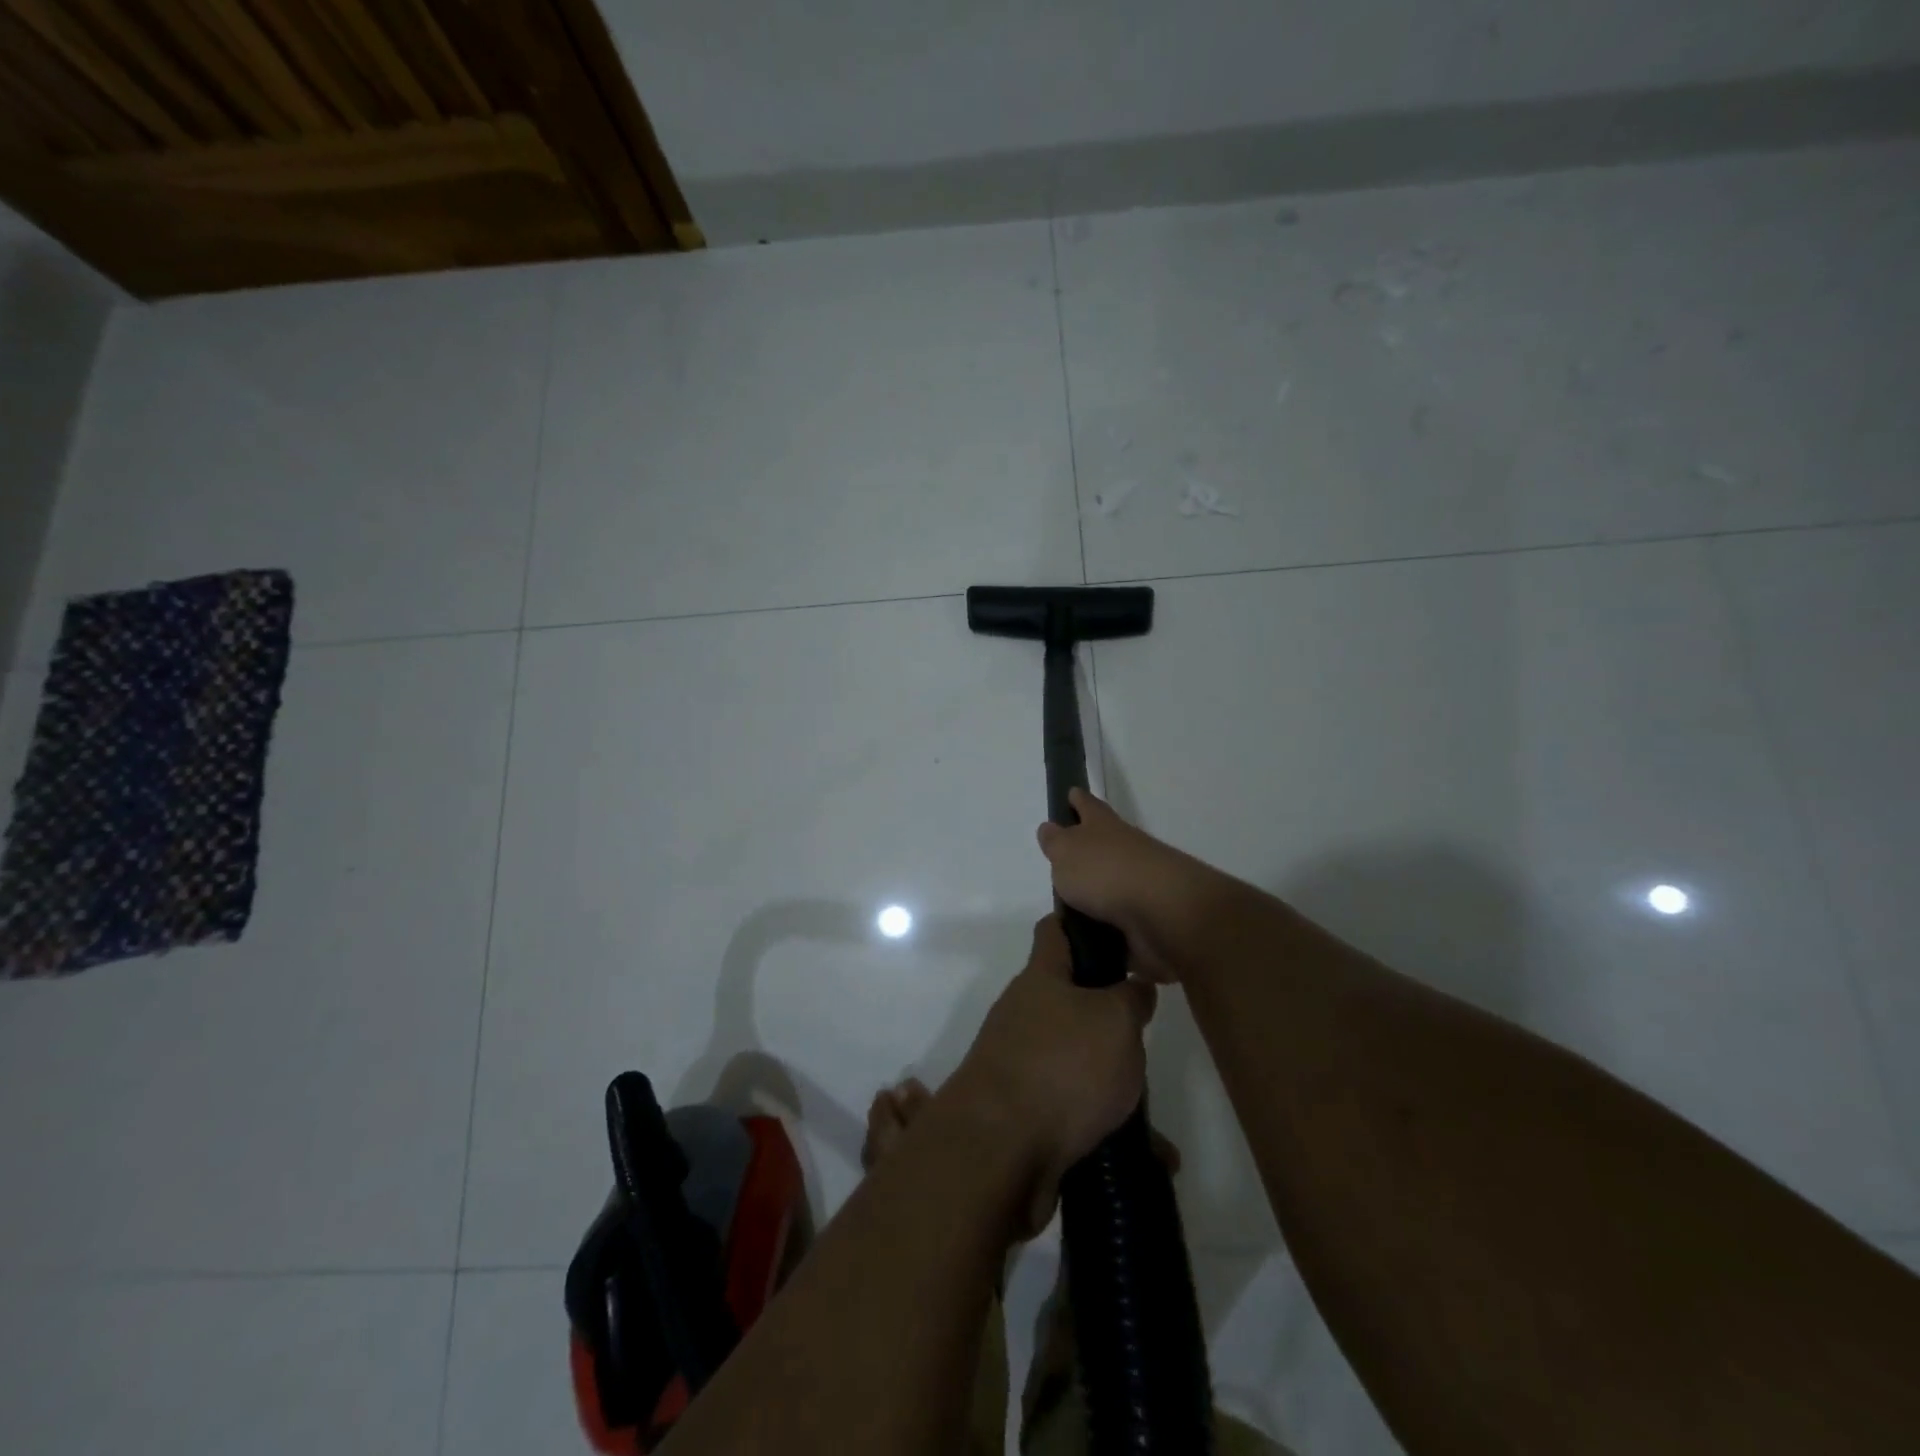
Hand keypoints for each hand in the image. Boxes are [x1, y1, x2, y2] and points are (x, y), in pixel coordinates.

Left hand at [950, 914, 1156, 1235]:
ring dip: (1112, 1082)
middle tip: (1145, 1033)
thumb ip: (1131, 998)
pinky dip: (1108, 1127)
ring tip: (1155, 1109)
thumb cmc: (1062, 1066)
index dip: (1082, 924)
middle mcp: (1024, 1014)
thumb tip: (1134, 987)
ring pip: (1076, 1061)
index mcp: (1041, 978)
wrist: (1001, 1151)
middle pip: (1069, 1000)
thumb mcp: (1115, 1020)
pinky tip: (1151, 1156)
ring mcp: (1020, 1063)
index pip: (1055, 931)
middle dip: (1108, 1017)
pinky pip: (1074, 1111)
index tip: (1118, 932)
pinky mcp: (1024, 1113)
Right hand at [1036, 788, 1211, 982]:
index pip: (1088, 805)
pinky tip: (1089, 937)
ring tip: (1069, 908)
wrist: (1163, 913)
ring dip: (1097, 892)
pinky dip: (1108, 927)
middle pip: (1104, 843)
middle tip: (1064, 859)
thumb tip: (1050, 828)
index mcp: (1104, 826)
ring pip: (1113, 882)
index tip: (1071, 793)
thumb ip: (1056, 842)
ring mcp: (1140, 884)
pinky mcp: (1148, 918)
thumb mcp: (1067, 852)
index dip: (1078, 799)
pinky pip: (1121, 920)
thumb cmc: (1105, 872)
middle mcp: (1125, 849)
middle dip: (1088, 848)